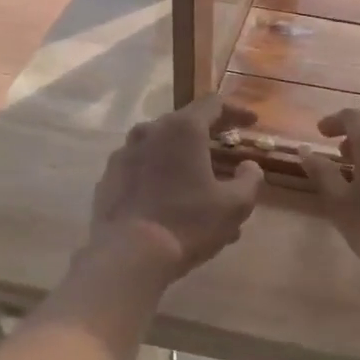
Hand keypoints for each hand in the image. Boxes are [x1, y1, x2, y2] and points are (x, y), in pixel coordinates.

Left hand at [87, 96, 264, 279]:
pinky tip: (171, 203)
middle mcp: (149, 131)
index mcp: (182, 129)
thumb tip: (249, 166)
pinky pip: (142, 169)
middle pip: (184, 124)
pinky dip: (160, 177)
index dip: (236, 111)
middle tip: (227, 155)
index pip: (213, 104)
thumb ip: (250, 179)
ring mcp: (124, 154)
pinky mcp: (108, 178)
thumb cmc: (187, 223)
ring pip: (162, 148)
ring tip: (201, 188)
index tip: (251, 122)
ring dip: (184, 161)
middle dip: (209, 138)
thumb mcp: (235, 205)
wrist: (127, 255)